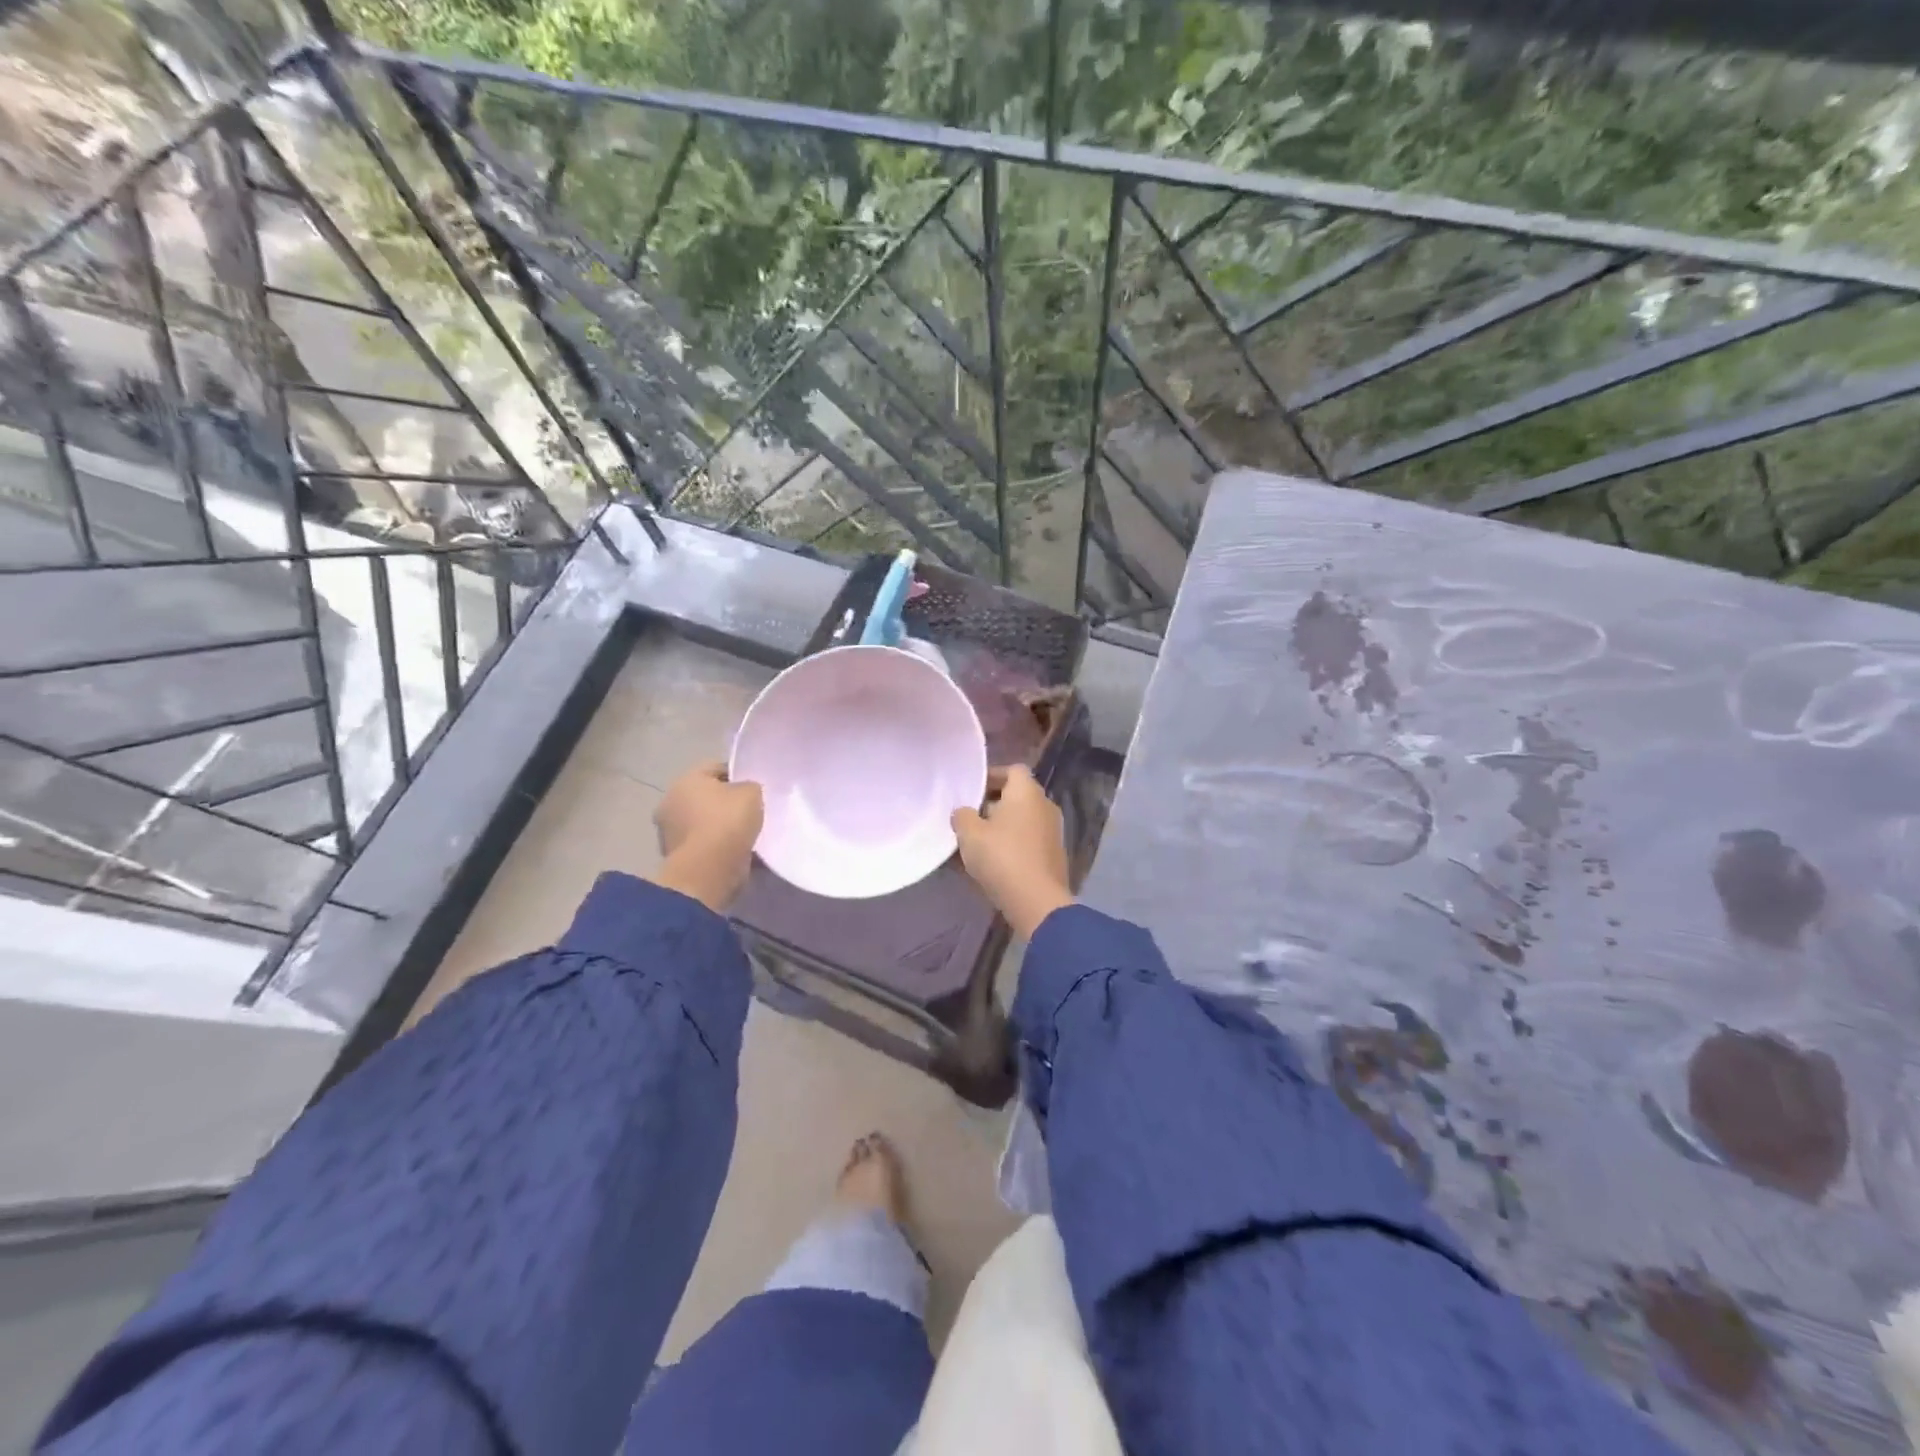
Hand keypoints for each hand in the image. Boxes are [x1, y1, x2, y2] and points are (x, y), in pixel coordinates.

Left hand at [650, 761, 763, 912]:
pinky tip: (736, 853)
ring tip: (746, 836)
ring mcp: (669, 832)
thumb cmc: (728, 822)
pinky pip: (703, 845)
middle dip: (726, 804)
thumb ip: (749, 787)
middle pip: (706, 797)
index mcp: (685, 780)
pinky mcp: (675, 858)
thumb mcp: (751, 793)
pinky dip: (716, 848)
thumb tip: (744, 793)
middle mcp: (670, 802)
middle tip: (751, 812)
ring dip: (720, 828)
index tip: (755, 789)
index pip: (715, 768)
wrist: (709, 870)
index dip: (738, 775)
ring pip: (704, 823)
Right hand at [952, 765, 1073, 939]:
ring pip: (1022, 819)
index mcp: (1027, 792)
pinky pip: (1028, 840)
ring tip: (976, 842)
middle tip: (969, 817)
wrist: (1037, 901)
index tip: (971, 790)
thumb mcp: (969, 834)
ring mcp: (1053, 831)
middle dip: (993, 803)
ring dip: (1002, 826)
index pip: (1012, 770)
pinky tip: (992, 862)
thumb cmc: (1002, 857)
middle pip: (1017, 795)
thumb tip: (964, 813)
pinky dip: (1012, 844)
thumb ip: (962, 816)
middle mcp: (1045, 805)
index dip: (991, 776)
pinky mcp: (1054, 855)